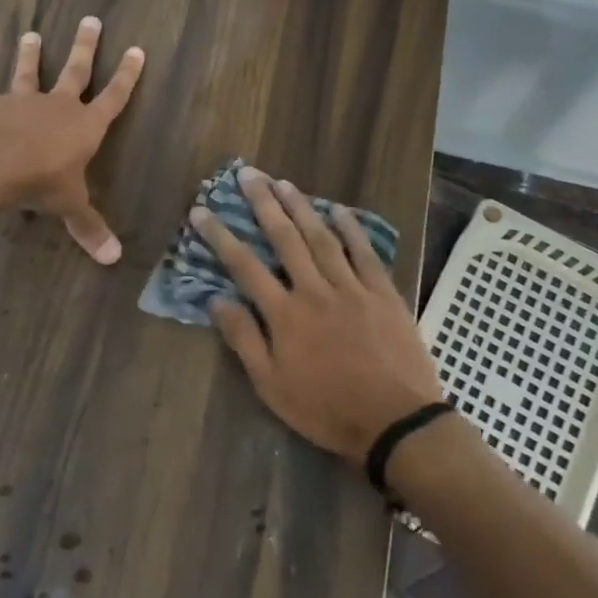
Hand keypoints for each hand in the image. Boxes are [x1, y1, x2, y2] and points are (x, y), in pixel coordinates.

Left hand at [0, 16, 144, 262]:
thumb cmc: (39, 181)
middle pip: (77, 70)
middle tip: (90, 19)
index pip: (114, 96)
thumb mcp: (67, 205)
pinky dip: (0, 98)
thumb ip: (88, 227)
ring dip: (33, 54)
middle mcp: (59, 105)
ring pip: (32, 72)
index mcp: (86, 125)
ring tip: (31, 34)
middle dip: (87, 46)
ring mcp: (25, 101)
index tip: (137, 49)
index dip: (127, 75)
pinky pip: (1, 98)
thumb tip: (114, 259)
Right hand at [191, 167, 443, 459]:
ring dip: (301, 207)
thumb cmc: (327, 410)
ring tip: (283, 182)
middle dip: (263, 204)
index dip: (220, 236)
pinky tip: (339, 210)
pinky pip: (365, 253)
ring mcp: (352, 288)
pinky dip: (351, 229)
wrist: (396, 423)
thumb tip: (217, 300)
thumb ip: (244, 340)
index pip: (244, 266)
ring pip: (321, 238)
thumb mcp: (273, 387)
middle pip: (284, 238)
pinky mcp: (383, 293)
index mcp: (285, 314)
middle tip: (248, 174)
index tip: (201, 210)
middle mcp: (315, 290)